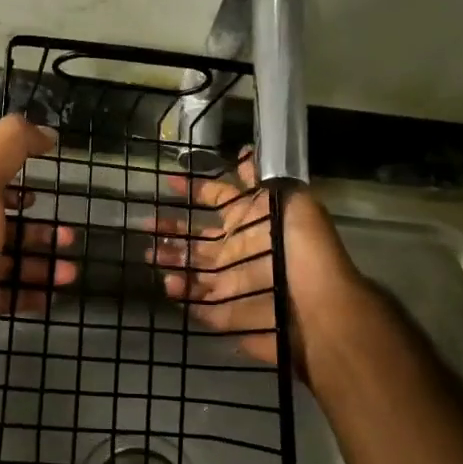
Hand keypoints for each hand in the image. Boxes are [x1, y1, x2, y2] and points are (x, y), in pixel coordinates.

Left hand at [0, 114, 75, 324]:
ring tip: (70, 271)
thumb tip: (44, 131)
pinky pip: (10, 290)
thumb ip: (10, 145)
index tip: (42, 190)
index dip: (14, 180)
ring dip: (43, 260)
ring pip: (9, 258)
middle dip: (38, 228)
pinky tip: (54, 291)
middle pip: (1, 222)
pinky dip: (34, 288)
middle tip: (68, 236)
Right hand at [149, 153, 362, 369]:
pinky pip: (195, 303)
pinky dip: (180, 293)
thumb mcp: (289, 200)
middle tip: (147, 223)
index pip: (217, 200)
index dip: (195, 189)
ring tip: (150, 253)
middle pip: (197, 238)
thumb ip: (262, 180)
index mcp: (250, 223)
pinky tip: (170, 282)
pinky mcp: (224, 313)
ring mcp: (229, 283)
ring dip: (169, 259)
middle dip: (171, 229)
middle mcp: (237, 251)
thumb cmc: (301, 250)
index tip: (170, 181)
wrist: (315, 308)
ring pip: (190, 269)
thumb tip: (245, 150)